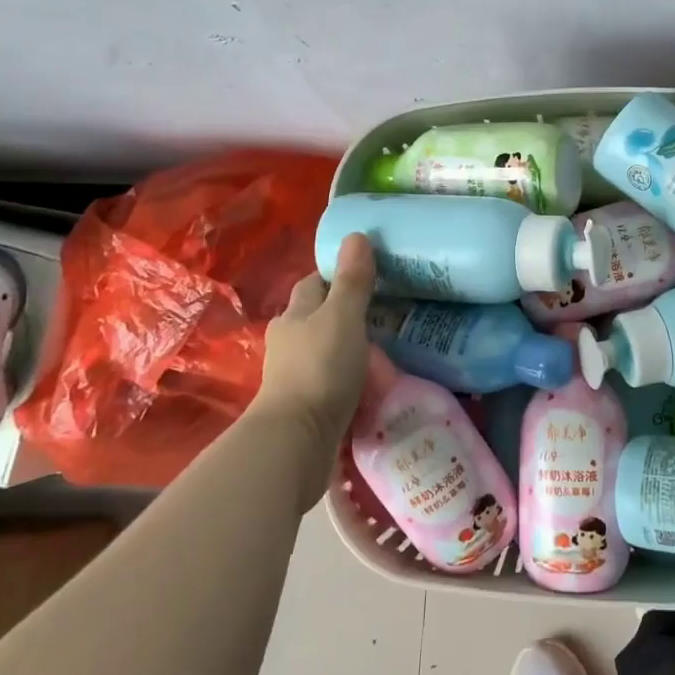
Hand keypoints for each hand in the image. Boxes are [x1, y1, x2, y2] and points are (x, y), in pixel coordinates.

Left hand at [255, 234, 380, 491]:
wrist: (296, 441)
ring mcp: (293, 376)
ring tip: (383, 351)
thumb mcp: (343, 317)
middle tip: (385, 313)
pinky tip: (369, 385)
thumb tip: (356, 234)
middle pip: (317, 317)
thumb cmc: (320, 368)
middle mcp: (288, 342)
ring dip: (347, 349)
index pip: (313, 284)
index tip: (366, 273)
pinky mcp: (304, 406)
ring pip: (324, 351)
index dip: (335, 274)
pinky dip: (347, 379)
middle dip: (344, 314)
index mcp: (294, 315)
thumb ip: (352, 280)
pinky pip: (330, 382)